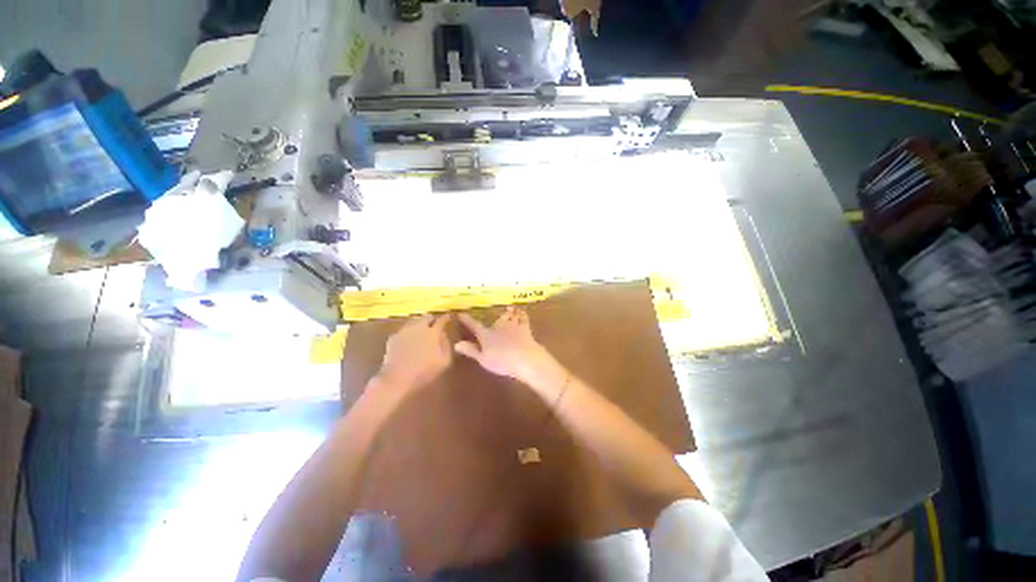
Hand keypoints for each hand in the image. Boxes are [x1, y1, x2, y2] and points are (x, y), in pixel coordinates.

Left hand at [377, 314, 451, 392]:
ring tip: (422, 331)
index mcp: (433, 332)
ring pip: (414, 320)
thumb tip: (444, 334)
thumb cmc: (424, 372)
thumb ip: (446, 345)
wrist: (397, 380)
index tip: (449, 317)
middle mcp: (418, 327)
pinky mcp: (393, 337)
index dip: (447, 318)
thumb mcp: (444, 361)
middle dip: (432, 319)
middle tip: (435, 325)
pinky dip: (409, 331)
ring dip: (420, 323)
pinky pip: (404, 329)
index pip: (442, 319)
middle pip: (427, 316)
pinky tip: (410, 339)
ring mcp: (404, 331)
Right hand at [455, 307, 555, 383]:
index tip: (461, 314)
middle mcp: (499, 326)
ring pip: (511, 315)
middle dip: (497, 316)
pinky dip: (522, 314)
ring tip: (511, 308)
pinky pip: (523, 318)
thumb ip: (471, 350)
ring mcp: (513, 325)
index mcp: (487, 334)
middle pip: (497, 318)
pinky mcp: (525, 328)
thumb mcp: (483, 359)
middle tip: (498, 312)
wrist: (524, 357)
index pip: (474, 325)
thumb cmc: (502, 360)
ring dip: (511, 312)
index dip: (467, 320)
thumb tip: (456, 344)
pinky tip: (523, 313)